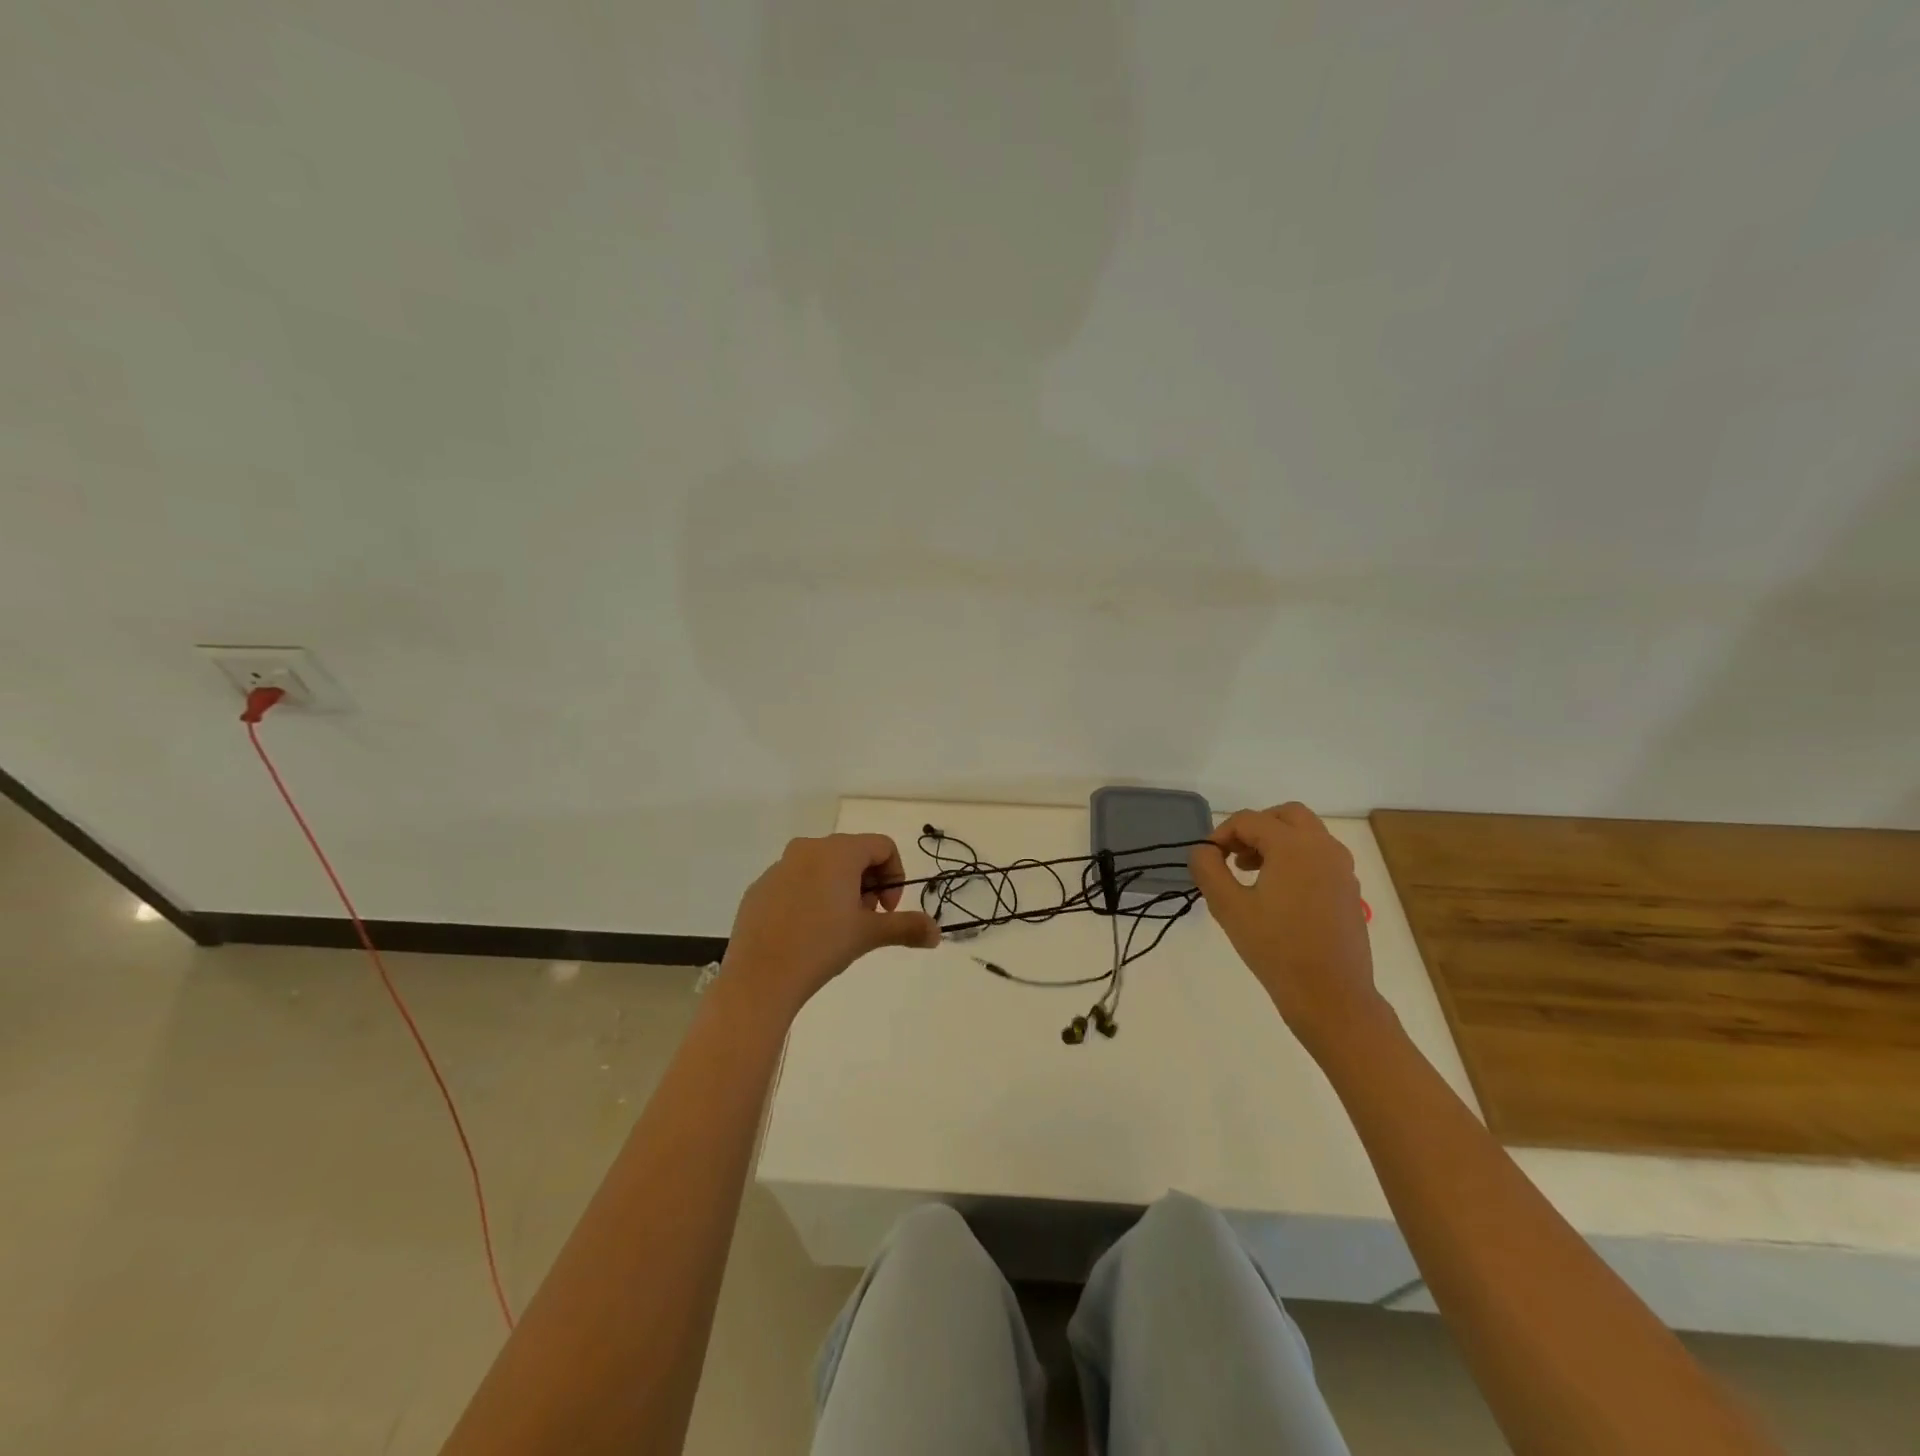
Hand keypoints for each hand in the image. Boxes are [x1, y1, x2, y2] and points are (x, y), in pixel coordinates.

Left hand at [722, 834, 940, 1017]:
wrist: (759, 978)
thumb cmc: (821, 946)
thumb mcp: (869, 934)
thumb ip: (907, 927)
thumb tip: (937, 933)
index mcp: (838, 852)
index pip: (882, 846)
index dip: (894, 876)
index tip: (887, 911)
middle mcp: (808, 849)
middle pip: (853, 854)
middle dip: (868, 884)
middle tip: (866, 920)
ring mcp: (779, 867)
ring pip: (823, 867)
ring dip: (841, 890)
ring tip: (837, 929)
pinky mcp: (760, 888)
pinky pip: (796, 882)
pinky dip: (811, 898)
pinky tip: (806, 933)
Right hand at [1189, 803, 1387, 1053]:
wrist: (1331, 996)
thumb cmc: (1276, 949)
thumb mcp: (1228, 907)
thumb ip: (1208, 869)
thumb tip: (1203, 850)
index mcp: (1294, 846)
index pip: (1249, 820)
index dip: (1221, 834)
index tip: (1206, 858)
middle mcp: (1323, 848)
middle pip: (1286, 815)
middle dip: (1255, 827)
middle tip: (1233, 854)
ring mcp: (1342, 869)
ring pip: (1306, 834)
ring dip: (1276, 841)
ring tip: (1250, 872)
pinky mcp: (1349, 890)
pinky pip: (1319, 857)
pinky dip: (1295, 859)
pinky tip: (1277, 893)